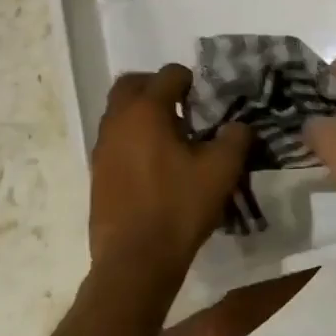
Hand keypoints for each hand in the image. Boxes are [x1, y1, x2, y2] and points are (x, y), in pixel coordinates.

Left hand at [88, 64, 251, 284]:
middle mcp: (118, 120)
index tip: (205, 99)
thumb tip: (237, 126)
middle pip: (132, 84)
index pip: (168, 74)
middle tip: (182, 105)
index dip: (190, 80)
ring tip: (170, 136)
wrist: (135, 261)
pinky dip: (132, 138)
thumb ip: (235, 139)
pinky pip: (115, 139)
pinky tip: (155, 164)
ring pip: (119, 112)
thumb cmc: (179, 207)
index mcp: (147, 110)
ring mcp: (102, 147)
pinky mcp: (97, 172)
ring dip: (142, 113)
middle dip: (156, 87)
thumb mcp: (221, 171)